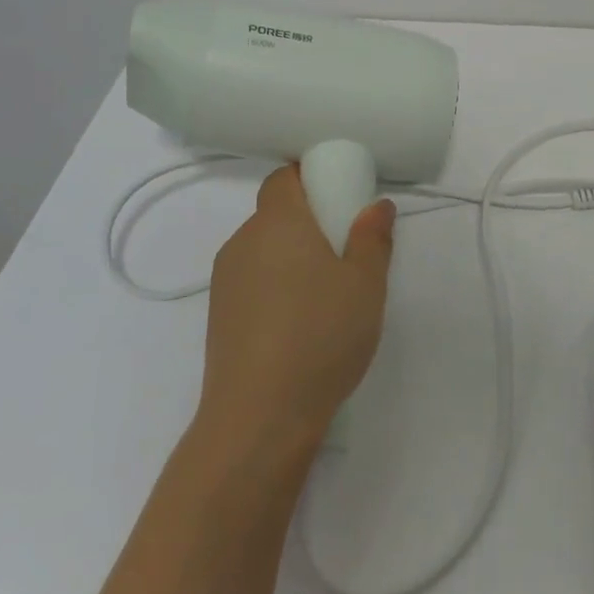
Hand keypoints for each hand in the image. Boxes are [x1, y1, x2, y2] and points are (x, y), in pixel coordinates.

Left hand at [196, 166, 395, 452]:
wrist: (259, 416)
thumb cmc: (321, 335)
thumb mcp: (366, 284)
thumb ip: (373, 237)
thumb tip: (375, 205)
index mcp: (277, 222)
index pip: (283, 177)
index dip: (309, 178)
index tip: (340, 197)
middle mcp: (243, 241)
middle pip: (274, 213)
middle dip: (308, 221)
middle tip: (345, 249)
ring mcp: (225, 280)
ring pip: (263, 249)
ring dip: (291, 256)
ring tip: (326, 293)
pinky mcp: (218, 316)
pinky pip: (252, 281)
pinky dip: (276, 285)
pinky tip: (299, 322)